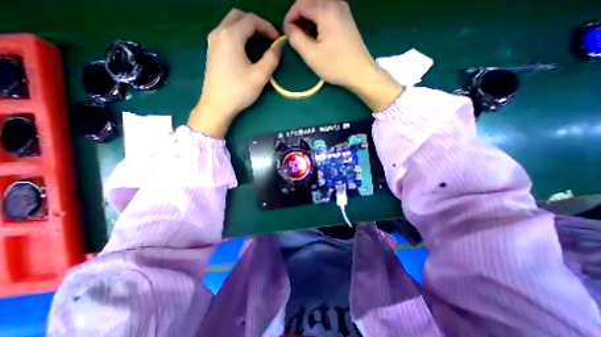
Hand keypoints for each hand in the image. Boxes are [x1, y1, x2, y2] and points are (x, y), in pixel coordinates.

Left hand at [187, 9, 281, 137]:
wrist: (217, 105)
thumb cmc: (239, 91)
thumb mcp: (259, 76)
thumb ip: (271, 59)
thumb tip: (278, 48)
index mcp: (230, 36)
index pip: (251, 20)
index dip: (267, 27)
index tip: (277, 40)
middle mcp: (219, 33)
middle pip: (238, 17)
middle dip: (256, 25)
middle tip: (268, 38)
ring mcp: (213, 42)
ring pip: (230, 25)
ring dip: (246, 29)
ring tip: (259, 43)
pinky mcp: (212, 52)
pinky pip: (226, 35)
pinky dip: (238, 36)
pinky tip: (245, 50)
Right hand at [283, 0, 403, 110]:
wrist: (360, 72)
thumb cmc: (335, 65)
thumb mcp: (311, 55)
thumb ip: (296, 38)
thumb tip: (288, 28)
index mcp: (326, 9)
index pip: (301, 3)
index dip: (290, 17)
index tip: (286, 33)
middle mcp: (335, 3)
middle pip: (310, 2)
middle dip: (299, 17)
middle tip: (295, 36)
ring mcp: (343, 10)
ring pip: (319, 7)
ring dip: (308, 20)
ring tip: (305, 39)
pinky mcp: (346, 19)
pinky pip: (327, 12)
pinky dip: (318, 21)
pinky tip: (317, 36)